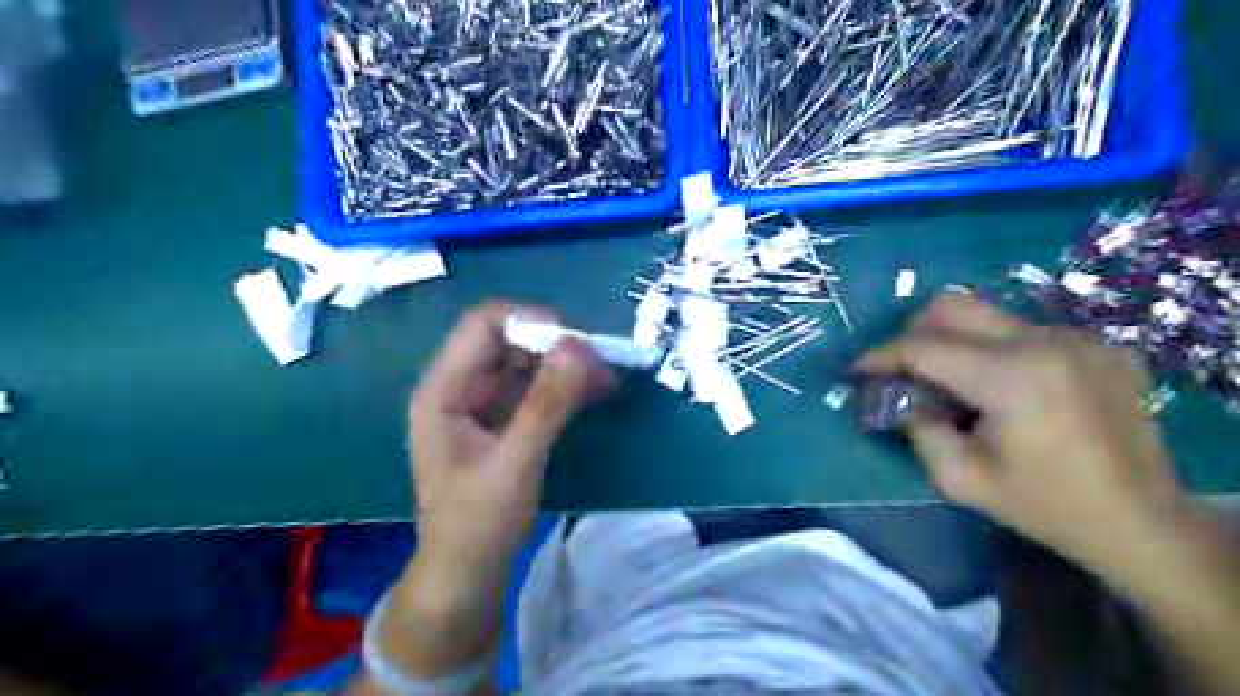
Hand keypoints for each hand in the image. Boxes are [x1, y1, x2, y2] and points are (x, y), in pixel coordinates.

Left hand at [407, 303, 614, 577]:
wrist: (467, 572)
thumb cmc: (478, 521)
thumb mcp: (515, 461)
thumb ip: (546, 403)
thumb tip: (579, 346)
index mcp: (443, 389)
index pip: (482, 326)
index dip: (528, 321)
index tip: (575, 339)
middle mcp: (460, 387)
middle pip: (508, 341)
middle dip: (554, 346)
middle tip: (599, 360)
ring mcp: (482, 403)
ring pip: (526, 364)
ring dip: (565, 366)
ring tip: (607, 377)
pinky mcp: (502, 420)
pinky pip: (534, 389)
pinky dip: (564, 387)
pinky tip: (596, 391)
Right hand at [860, 292, 1184, 574]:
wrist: (1141, 521)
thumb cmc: (1042, 506)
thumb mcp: (958, 478)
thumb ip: (915, 427)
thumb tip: (897, 396)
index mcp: (1011, 377)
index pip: (922, 346)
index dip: (879, 355)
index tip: (855, 370)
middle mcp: (1045, 341)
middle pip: (952, 306)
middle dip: (912, 332)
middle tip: (900, 369)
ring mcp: (1076, 337)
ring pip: (986, 316)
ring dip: (952, 342)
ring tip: (950, 384)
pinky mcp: (1096, 344)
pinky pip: (1020, 331)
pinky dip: (991, 351)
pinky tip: (1000, 389)